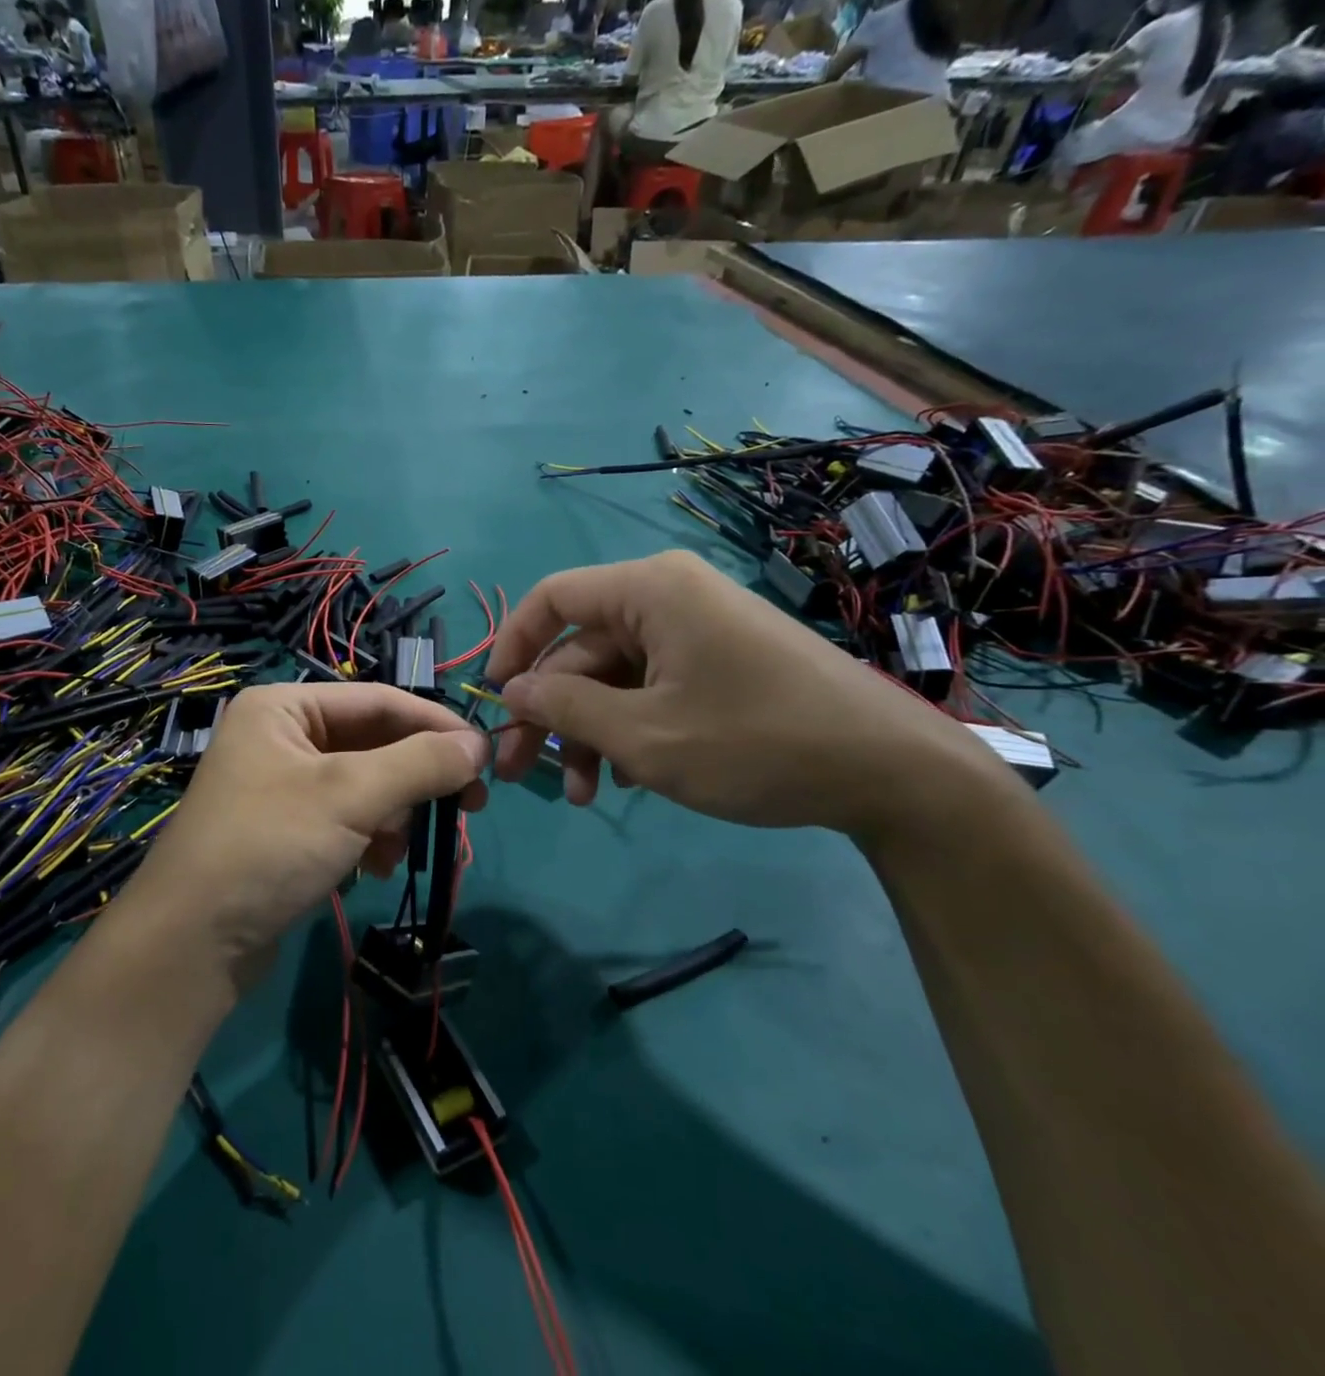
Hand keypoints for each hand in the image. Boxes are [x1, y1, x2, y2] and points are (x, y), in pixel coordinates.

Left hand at [133, 683, 488, 982]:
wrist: (191, 944)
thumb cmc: (269, 847)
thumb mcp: (350, 796)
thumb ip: (420, 763)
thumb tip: (479, 743)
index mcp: (285, 707)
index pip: (380, 701)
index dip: (437, 726)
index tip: (486, 757)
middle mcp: (281, 736)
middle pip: (373, 744)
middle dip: (415, 780)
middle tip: (467, 809)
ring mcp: (280, 786)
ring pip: (364, 785)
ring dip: (393, 816)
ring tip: (398, 852)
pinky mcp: (285, 830)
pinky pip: (344, 818)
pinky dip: (368, 839)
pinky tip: (372, 868)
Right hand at [485, 551, 1007, 837]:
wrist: (893, 772)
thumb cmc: (756, 742)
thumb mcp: (644, 734)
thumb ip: (564, 708)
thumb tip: (511, 690)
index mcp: (649, 590)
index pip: (552, 599)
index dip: (512, 646)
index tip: (494, 701)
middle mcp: (669, 598)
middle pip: (581, 650)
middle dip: (550, 714)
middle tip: (521, 773)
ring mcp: (698, 632)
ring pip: (614, 678)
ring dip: (589, 734)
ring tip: (585, 795)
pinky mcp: (719, 665)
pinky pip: (651, 689)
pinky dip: (629, 730)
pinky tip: (627, 780)